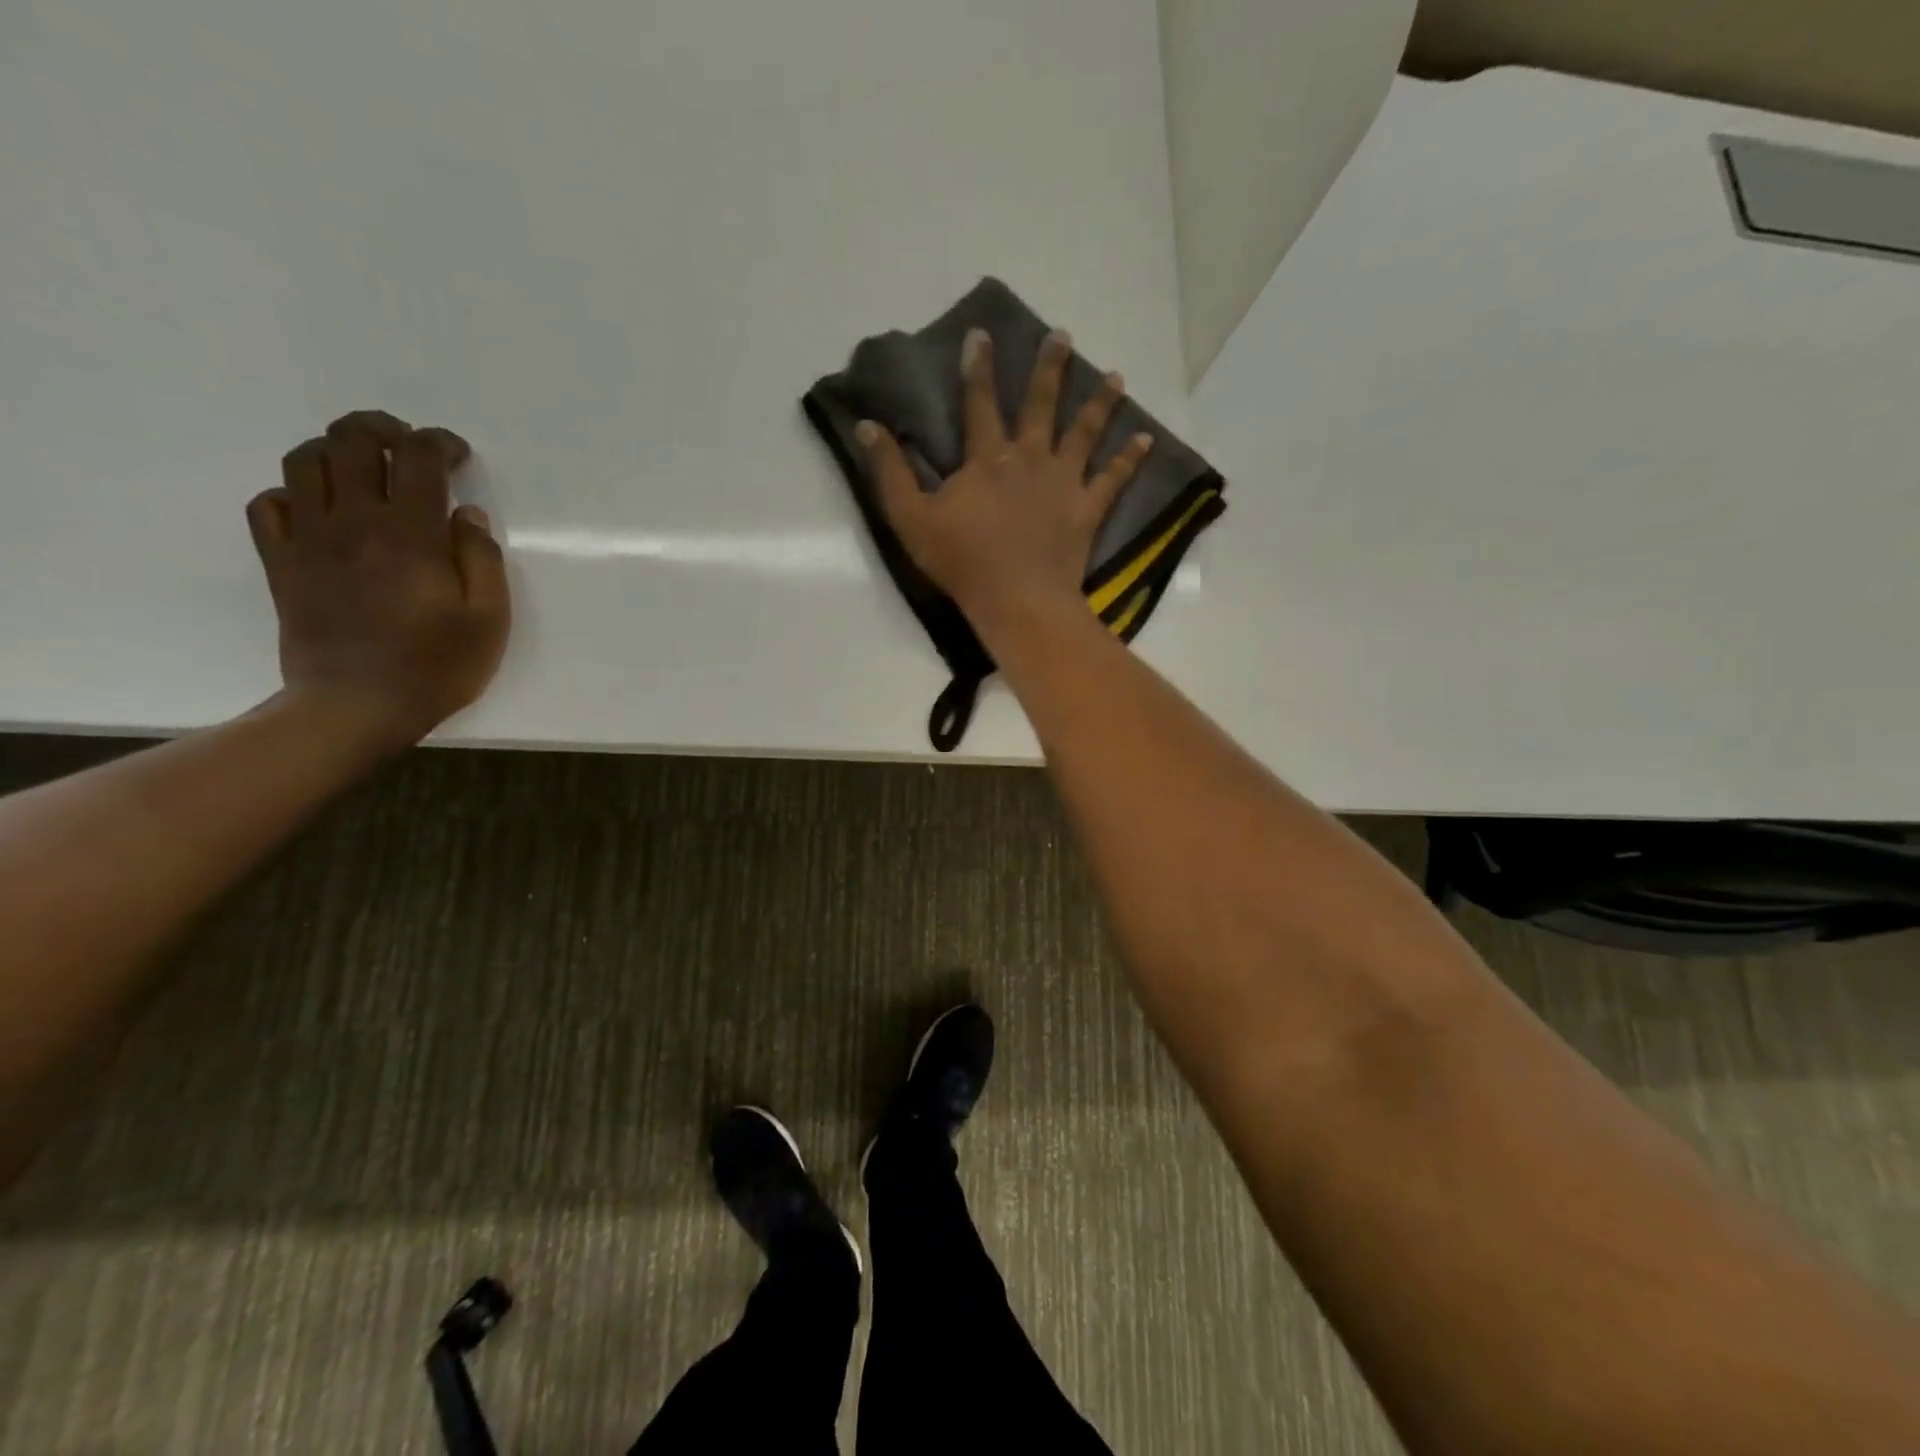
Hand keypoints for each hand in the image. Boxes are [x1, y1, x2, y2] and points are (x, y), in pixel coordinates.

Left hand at [246, 410, 510, 749]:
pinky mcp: (282, 563)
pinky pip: (269, 505)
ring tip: (363, 465)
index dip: (439, 443)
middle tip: (407, 443)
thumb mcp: (488, 619)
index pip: (418, 459)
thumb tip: (468, 515)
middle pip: (351, 443)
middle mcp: (353, 522)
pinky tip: (320, 508)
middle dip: (382, 428)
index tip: (458, 455)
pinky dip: (293, 492)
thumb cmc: (437, 665)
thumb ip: (482, 559)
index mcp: (410, 535)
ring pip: (305, 463)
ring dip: (335, 449)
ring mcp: (309, 540)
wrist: (357, 705)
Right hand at [858, 327, 1153, 630]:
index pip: (980, 402)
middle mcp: (1028, 458)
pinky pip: (1113, 479)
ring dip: (1100, 403)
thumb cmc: (961, 561)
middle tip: (1063, 336)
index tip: (982, 334)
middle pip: (1041, 405)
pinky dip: (1130, 459)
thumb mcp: (910, 518)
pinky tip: (1146, 438)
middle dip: (1050, 368)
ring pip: (1084, 433)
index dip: (978, 368)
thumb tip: (867, 426)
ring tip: (1117, 376)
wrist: (1016, 599)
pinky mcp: (1086, 510)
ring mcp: (1062, 483)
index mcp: (986, 459)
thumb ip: (890, 472)